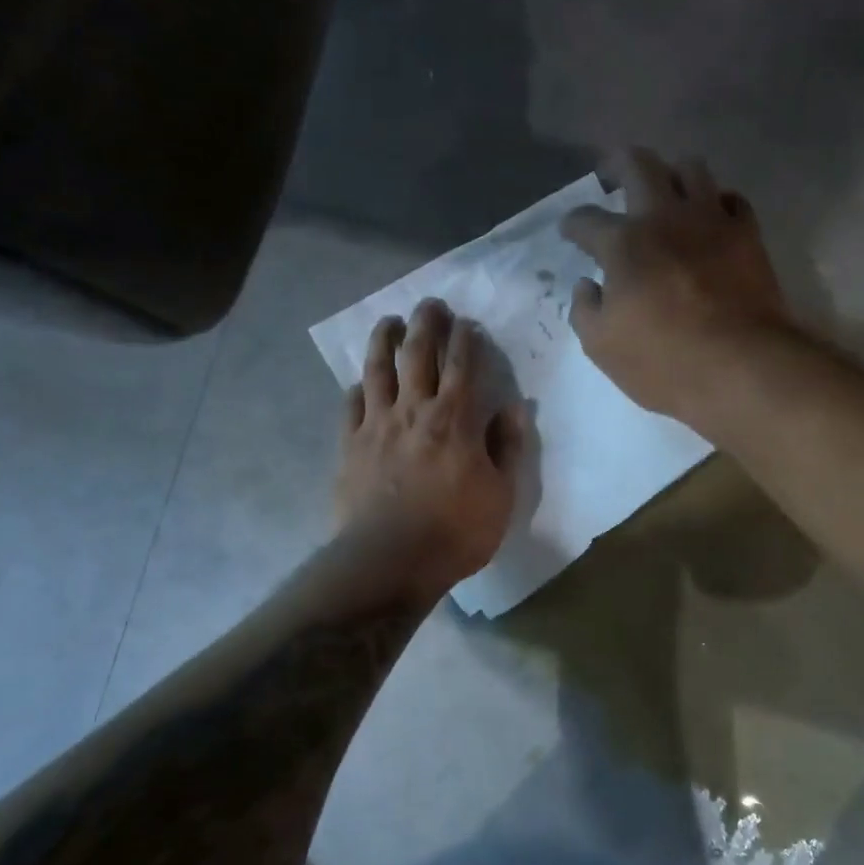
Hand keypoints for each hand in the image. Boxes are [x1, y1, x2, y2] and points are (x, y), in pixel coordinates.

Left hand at [336, 298, 523, 600]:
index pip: (463, 366)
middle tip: (431, 304)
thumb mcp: (502, 495)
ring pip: (378, 370)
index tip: (468, 322)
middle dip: (426, 324)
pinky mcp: (350, 445)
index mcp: (455, 420)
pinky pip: (351, 406)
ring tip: (389, 322)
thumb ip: (507, 447)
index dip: (466, 339)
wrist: (389, 560)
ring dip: (384, 341)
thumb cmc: (456, 531)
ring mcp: (377, 425)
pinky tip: (360, 383)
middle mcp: (414, 410)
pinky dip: (358, 389)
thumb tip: (513, 408)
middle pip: (418, 354)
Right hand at [561, 148, 789, 424]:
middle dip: (617, 163)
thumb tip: (586, 285)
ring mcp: (710, 220)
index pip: (586, 220)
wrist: (742, 367)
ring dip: (671, 173)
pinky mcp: (747, 234)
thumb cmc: (664, 362)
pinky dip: (716, 201)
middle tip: (610, 174)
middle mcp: (664, 217)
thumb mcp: (602, 347)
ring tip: (664, 190)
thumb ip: (585, 310)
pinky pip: (731, 199)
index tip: (569, 230)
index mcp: (623, 244)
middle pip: (638, 164)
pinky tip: (710, 216)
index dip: (572, 223)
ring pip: (690, 168)